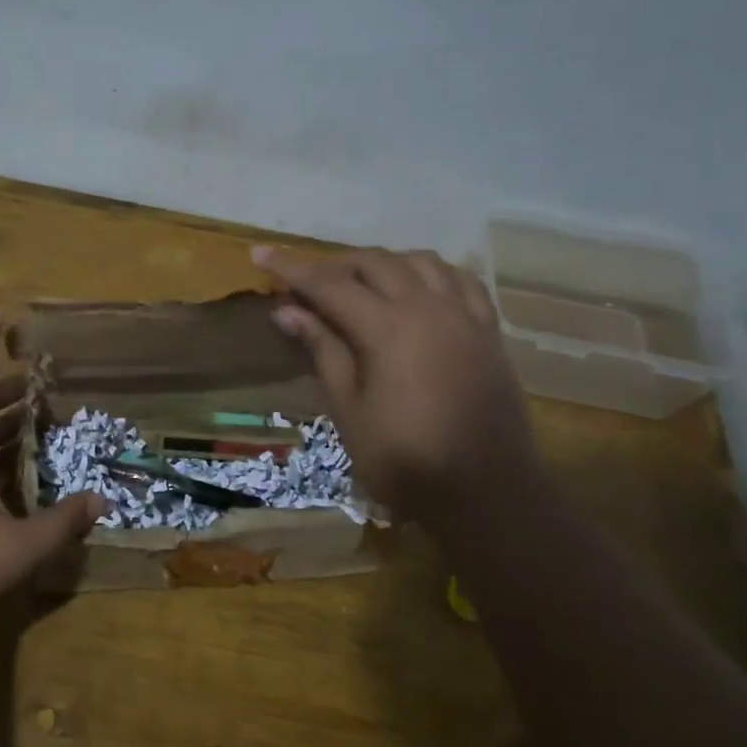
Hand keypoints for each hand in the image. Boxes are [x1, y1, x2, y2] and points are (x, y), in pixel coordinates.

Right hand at [252, 246, 541, 517]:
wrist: (486, 493)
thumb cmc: (405, 459)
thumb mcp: (349, 410)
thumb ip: (323, 351)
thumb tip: (287, 311)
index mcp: (387, 328)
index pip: (329, 284)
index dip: (291, 268)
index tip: (259, 254)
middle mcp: (428, 308)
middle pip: (374, 263)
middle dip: (333, 265)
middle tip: (304, 283)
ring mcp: (464, 316)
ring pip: (419, 262)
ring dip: (382, 263)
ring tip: (358, 283)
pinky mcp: (487, 331)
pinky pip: (460, 280)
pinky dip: (430, 273)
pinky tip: (417, 288)